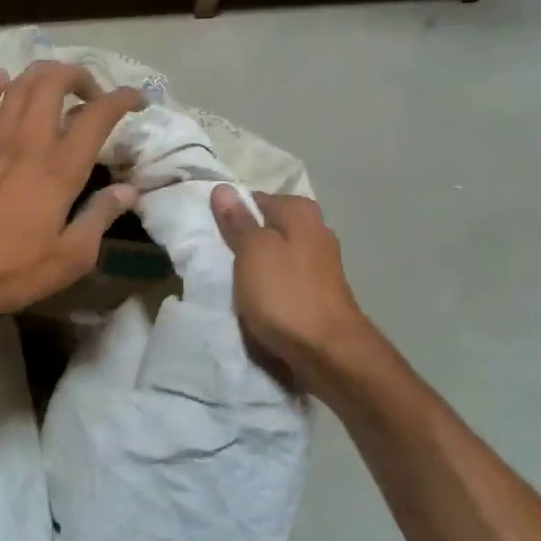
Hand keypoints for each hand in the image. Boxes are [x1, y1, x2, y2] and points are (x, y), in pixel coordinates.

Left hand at [0, 61, 144, 330]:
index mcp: (59, 169)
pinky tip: (1, 79)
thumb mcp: (69, 258)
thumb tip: (129, 191)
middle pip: (54, 83)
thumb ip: (100, 217)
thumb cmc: (9, 272)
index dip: (122, 99)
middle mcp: (27, 143)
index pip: (97, 115)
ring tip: (59, 87)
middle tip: (93, 95)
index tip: (138, 100)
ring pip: (19, 85)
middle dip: (80, 76)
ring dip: (43, 75)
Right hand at [211, 188, 370, 376]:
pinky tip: (257, 302)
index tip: (212, 235)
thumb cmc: (286, 294)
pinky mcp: (321, 292)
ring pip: (277, 256)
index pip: (256, 200)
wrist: (329, 351)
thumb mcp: (252, 252)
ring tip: (233, 284)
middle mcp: (316, 230)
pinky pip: (285, 280)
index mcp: (300, 212)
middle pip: (268, 228)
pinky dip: (271, 288)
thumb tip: (223, 188)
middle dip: (245, 242)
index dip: (232, 215)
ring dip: (257, 268)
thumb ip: (238, 221)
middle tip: (218, 259)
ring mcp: (321, 263)